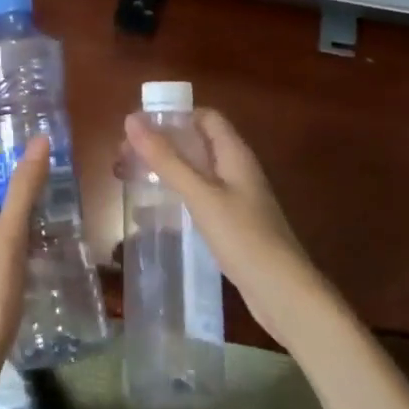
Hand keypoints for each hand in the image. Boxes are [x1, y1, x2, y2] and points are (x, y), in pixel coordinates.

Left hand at [0, 135, 47, 389]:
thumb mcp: (10, 235)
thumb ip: (24, 188)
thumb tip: (38, 140)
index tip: (28, 130)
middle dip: (18, 163)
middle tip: (56, 157)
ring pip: (3, 203)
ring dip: (26, 190)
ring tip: (61, 185)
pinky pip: (11, 227)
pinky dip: (29, 218)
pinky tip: (53, 227)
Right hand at [124, 109, 329, 346]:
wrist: (283, 293)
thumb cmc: (243, 236)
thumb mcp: (200, 194)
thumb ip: (166, 159)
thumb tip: (131, 119)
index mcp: (234, 153)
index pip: (205, 117)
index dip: (174, 116)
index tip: (140, 126)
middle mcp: (237, 170)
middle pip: (197, 143)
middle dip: (162, 145)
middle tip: (125, 155)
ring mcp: (236, 198)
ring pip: (196, 172)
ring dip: (165, 171)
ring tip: (130, 179)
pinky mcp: (232, 224)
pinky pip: (199, 199)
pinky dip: (176, 198)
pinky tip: (152, 215)